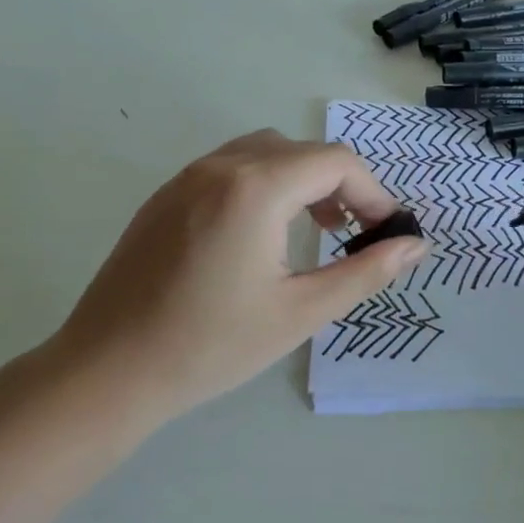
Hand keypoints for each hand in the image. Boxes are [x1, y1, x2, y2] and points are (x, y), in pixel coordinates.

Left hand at [43, 129, 428, 437]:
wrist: (107, 372)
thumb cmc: (211, 346)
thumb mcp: (302, 311)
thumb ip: (367, 271)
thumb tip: (416, 245)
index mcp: (256, 188)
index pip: (336, 162)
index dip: (373, 192)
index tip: (385, 233)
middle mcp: (222, 166)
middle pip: (304, 151)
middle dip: (342, 184)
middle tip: (356, 232)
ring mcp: (188, 176)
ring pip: (266, 152)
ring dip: (303, 179)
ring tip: (316, 228)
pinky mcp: (167, 195)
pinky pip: (231, 167)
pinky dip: (266, 183)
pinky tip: (263, 234)